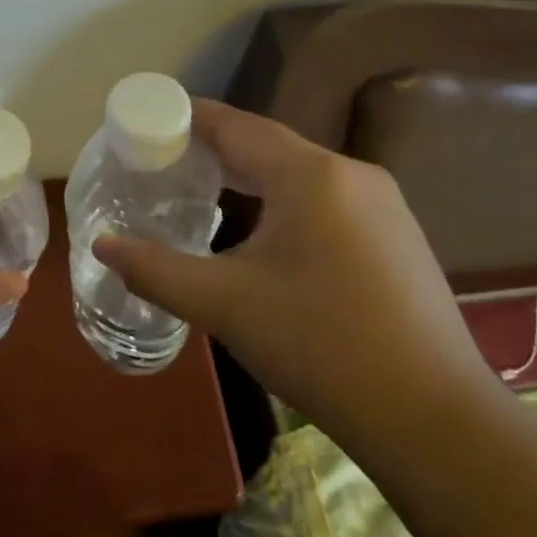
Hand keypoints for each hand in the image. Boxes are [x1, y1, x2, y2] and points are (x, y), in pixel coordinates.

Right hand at [92, 100, 498, 459]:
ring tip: (205, 189)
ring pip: (300, 173)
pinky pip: (326, 199)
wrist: (433, 418)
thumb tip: (102, 244)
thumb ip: (155, 269)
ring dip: (251, 175)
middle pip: (268, 145)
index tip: (148, 119)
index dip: (188, 117)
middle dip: (215, 148)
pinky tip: (266, 231)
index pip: (235, 125)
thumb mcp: (224, 305)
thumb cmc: (320, 346)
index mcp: (310, 175)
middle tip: (165, 159)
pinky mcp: (397, 237)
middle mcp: (351, 174)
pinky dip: (284, 199)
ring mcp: (383, 205)